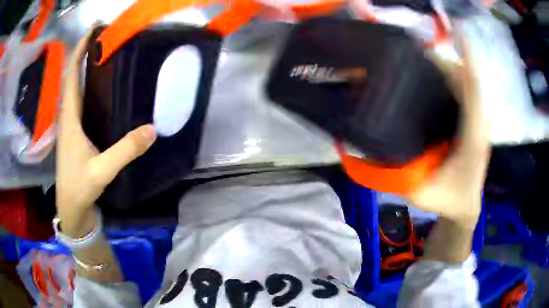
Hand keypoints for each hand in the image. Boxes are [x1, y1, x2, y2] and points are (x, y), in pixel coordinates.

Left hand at [56, 28, 156, 236]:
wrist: (70, 207)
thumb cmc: (79, 188)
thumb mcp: (102, 171)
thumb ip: (125, 151)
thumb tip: (152, 129)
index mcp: (70, 119)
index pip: (72, 77)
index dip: (80, 51)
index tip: (93, 30)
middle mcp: (68, 116)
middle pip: (73, 77)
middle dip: (85, 54)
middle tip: (106, 37)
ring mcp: (71, 125)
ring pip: (76, 89)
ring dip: (86, 69)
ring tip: (106, 55)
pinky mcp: (75, 133)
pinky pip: (80, 102)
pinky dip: (88, 87)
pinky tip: (101, 88)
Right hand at [409, 34, 490, 228]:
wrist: (465, 208)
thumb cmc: (449, 201)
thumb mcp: (423, 195)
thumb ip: (400, 179)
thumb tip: (369, 157)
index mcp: (473, 137)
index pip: (473, 90)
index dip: (465, 61)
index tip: (452, 37)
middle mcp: (479, 123)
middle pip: (468, 80)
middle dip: (447, 61)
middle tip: (419, 51)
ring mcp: (478, 121)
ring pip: (467, 85)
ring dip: (449, 69)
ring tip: (424, 61)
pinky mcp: (474, 122)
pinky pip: (465, 94)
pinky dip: (453, 81)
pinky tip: (435, 80)